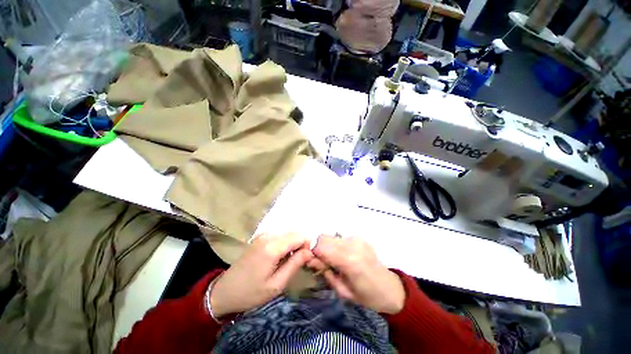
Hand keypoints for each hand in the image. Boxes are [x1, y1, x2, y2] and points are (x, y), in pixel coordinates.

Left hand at [210, 233, 313, 317]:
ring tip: (288, 262)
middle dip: (301, 245)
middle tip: (297, 263)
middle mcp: (268, 235)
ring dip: (293, 245)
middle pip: (294, 233)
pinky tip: (279, 257)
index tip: (305, 260)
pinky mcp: (260, 237)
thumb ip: (295, 265)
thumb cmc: (251, 293)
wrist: (224, 291)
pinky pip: (280, 235)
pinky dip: (285, 244)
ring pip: (288, 233)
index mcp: (272, 247)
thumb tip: (310, 251)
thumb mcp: (276, 285)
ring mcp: (263, 234)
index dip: (307, 246)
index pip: (300, 236)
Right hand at [310, 235, 404, 314]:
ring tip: (336, 261)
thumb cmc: (366, 296)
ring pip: (331, 237)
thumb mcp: (343, 291)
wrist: (390, 288)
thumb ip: (326, 273)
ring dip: (328, 247)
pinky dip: (337, 246)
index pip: (321, 246)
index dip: (313, 253)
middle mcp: (352, 245)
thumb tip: (311, 259)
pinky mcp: (359, 237)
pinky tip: (344, 257)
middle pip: (324, 237)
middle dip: (319, 249)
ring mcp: (357, 239)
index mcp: (349, 261)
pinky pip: (340, 238)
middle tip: (324, 263)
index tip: (314, 263)